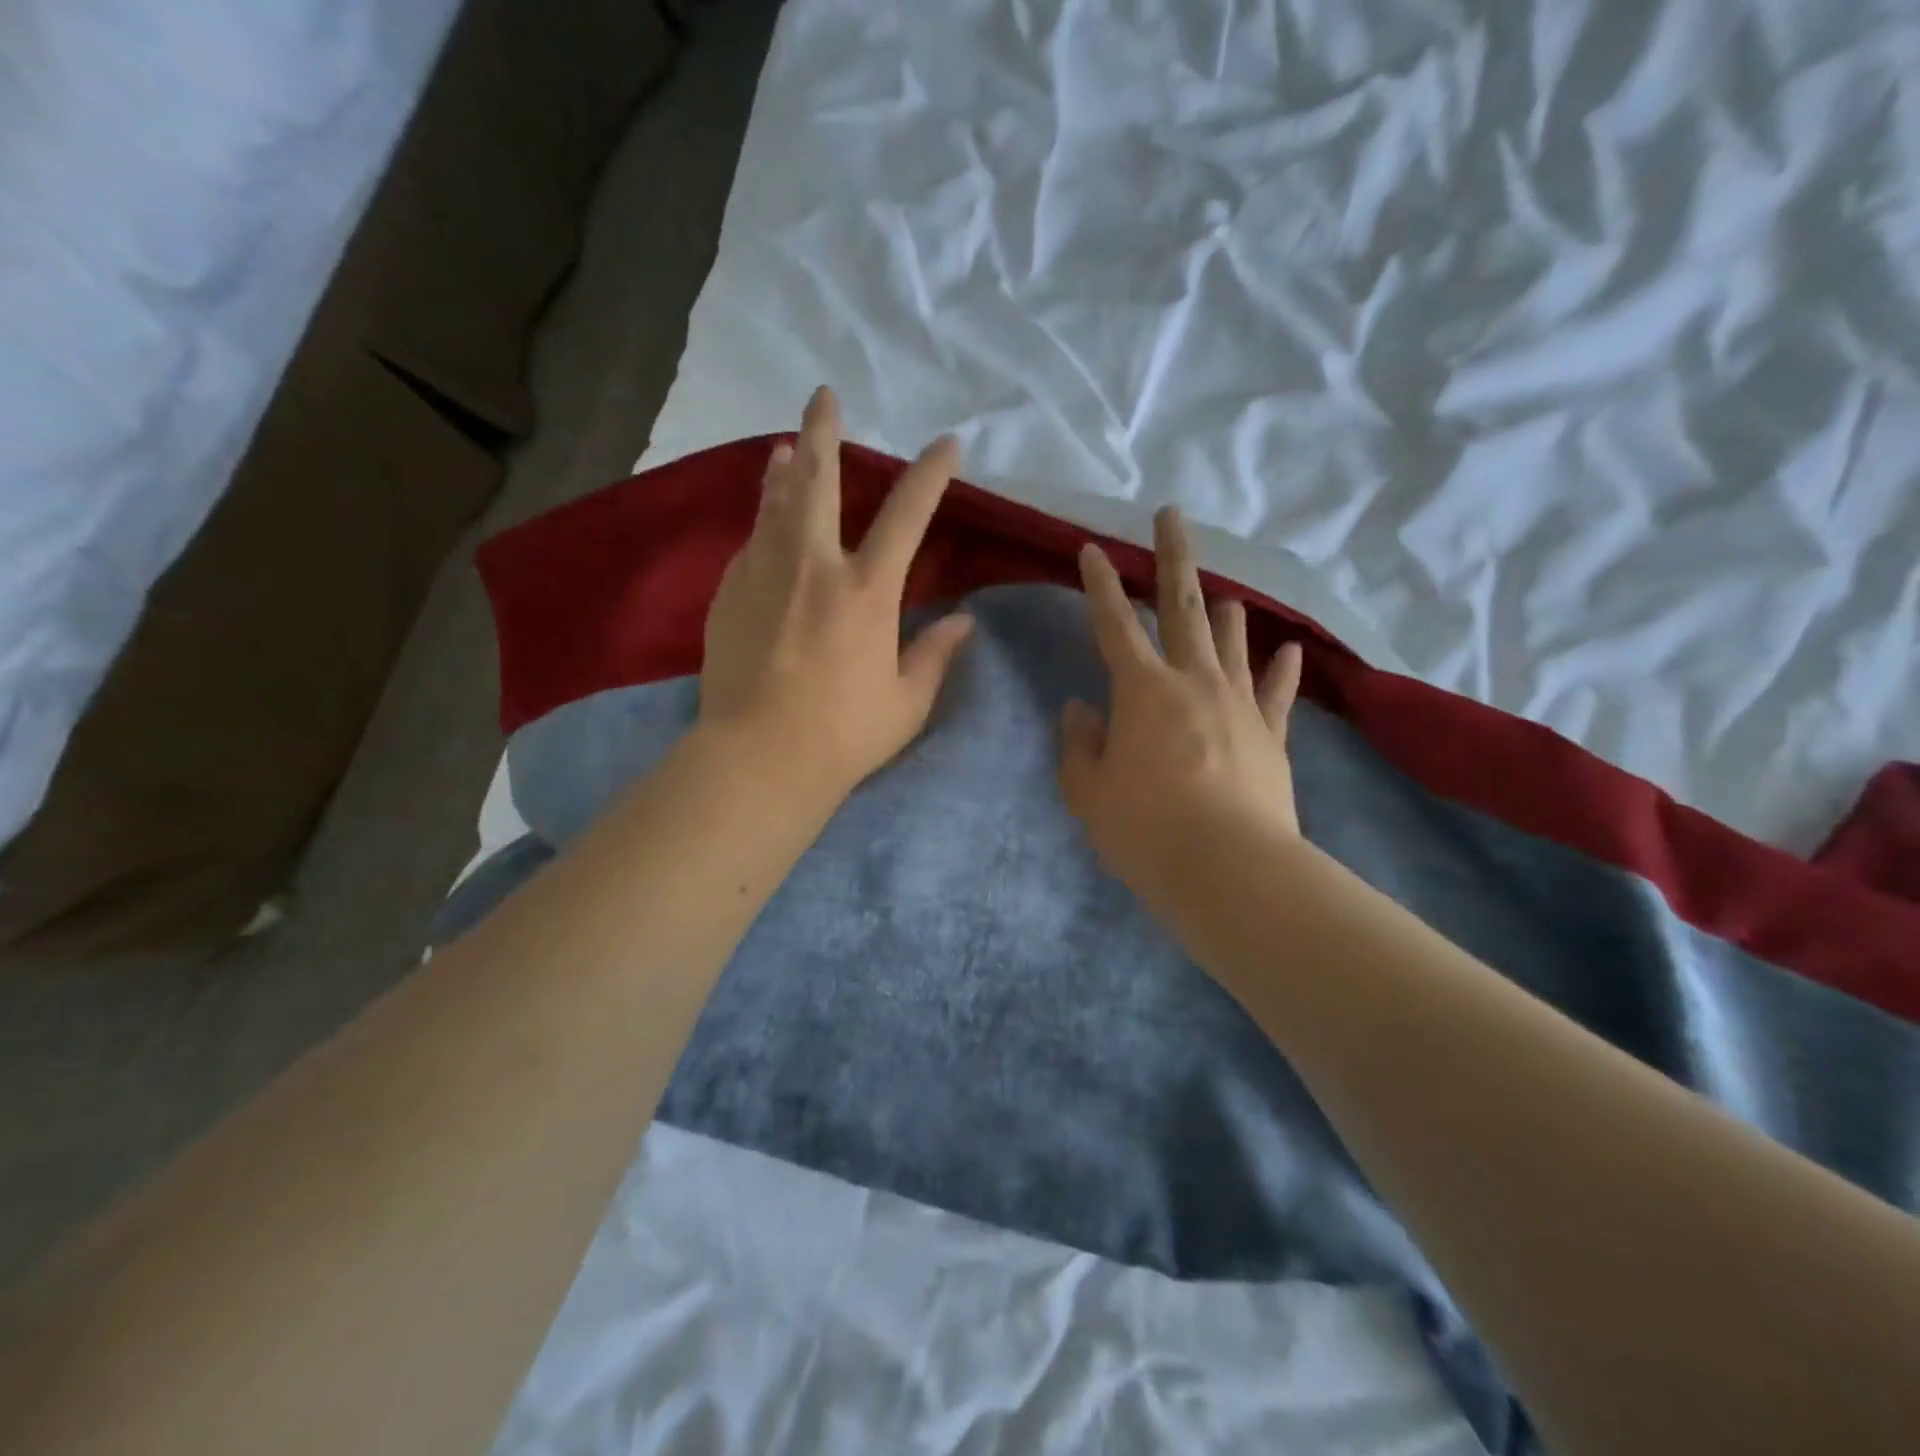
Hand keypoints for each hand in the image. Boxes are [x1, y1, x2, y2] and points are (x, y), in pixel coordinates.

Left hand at [698, 386, 973, 795]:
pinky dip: (762, 526)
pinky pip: (750, 546)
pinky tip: (764, 527)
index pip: (907, 515)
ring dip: (784, 470)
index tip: (947, 444)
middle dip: (825, 433)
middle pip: (818, 482)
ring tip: (786, 448)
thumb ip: (934, 655)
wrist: (758, 758)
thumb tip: (964, 622)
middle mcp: (814, 567)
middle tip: (824, 396)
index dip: (931, 474)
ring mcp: (764, 576)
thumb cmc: (843, 734)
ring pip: (773, 504)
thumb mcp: (906, 701)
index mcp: (866, 591)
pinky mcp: (729, 595)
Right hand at [1059, 507, 1304, 921]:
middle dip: (1173, 557)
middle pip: (1183, 607)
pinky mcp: (1271, 735)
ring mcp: (1238, 704)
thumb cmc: (1145, 829)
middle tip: (1173, 514)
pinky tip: (1289, 650)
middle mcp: (1193, 681)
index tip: (1092, 549)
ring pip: (1232, 641)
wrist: (1229, 869)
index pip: (1113, 624)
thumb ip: (1079, 744)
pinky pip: (1277, 692)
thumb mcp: (1089, 792)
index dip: (1099, 585)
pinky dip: (1281, 670)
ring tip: (1226, 593)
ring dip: (1226, 612)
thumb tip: (1081, 709)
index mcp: (1142, 690)